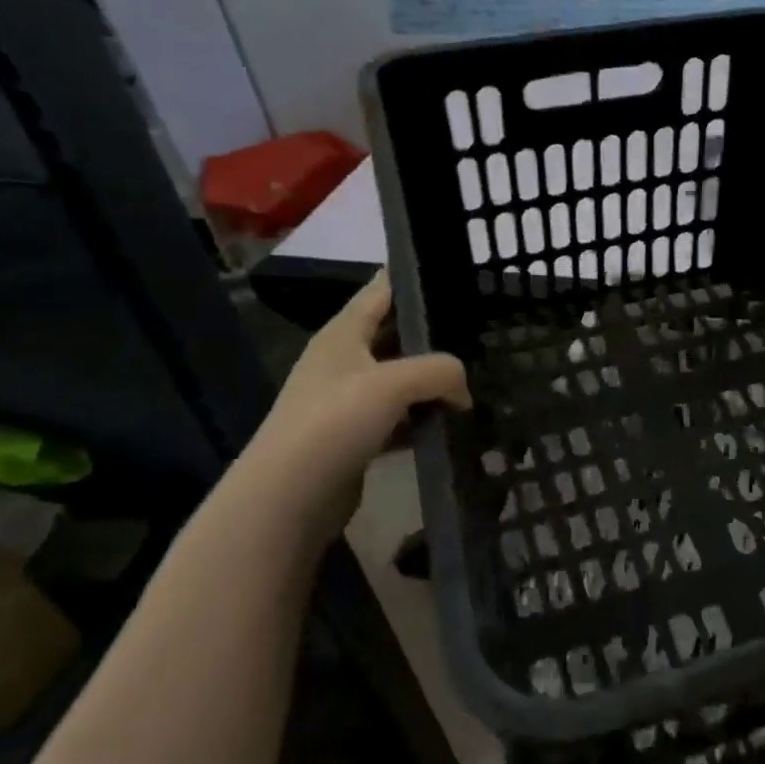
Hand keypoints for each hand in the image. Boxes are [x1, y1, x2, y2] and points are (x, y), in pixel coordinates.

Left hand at [245, 272, 469, 531]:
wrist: (289, 496)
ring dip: (430, 382)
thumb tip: (464, 389)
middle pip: (393, 335)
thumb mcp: (393, 383)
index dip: (411, 277)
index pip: (380, 291)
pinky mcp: (355, 437)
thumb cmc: (335, 422)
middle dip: (431, 334)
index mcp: (343, 334)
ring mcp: (346, 401)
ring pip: (399, 379)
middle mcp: (342, 361)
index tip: (449, 268)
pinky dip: (421, 419)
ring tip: (473, 378)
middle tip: (476, 328)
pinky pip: (397, 418)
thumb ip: (439, 372)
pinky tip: (449, 424)